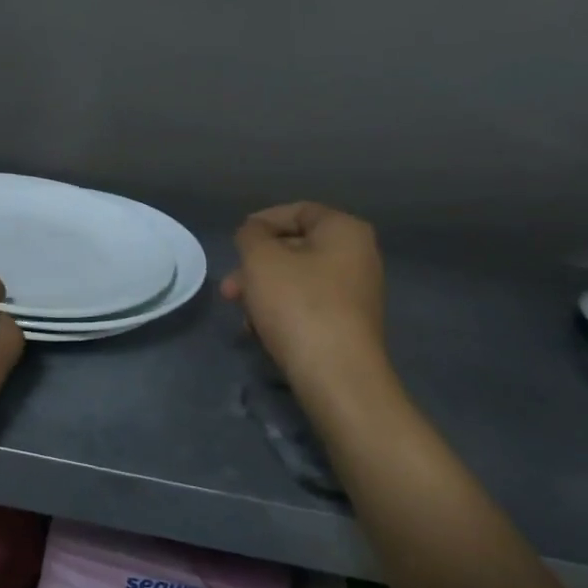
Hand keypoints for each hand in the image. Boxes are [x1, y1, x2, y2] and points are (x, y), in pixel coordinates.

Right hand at [221, 203, 387, 396]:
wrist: (336, 376)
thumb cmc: (298, 305)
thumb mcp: (261, 260)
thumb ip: (250, 235)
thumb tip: (254, 233)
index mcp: (345, 230)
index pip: (298, 211)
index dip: (262, 222)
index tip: (236, 243)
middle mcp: (358, 256)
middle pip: (295, 248)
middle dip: (256, 266)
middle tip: (229, 288)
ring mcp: (356, 293)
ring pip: (297, 279)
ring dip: (263, 291)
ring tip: (240, 315)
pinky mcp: (348, 325)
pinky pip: (308, 305)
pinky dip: (281, 312)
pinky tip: (259, 332)